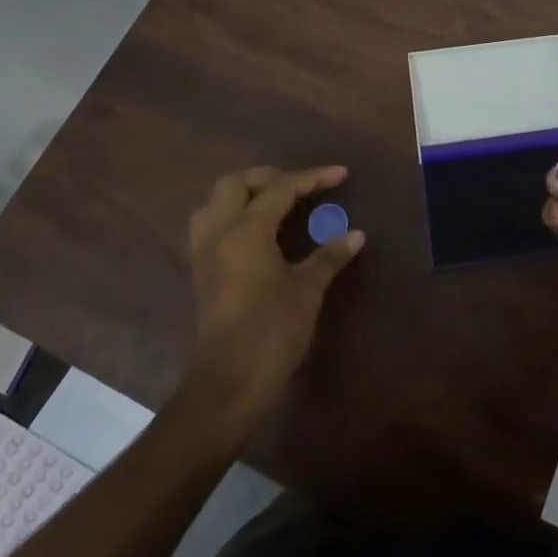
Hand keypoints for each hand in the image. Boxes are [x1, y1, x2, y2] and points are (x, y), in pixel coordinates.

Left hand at [189, 165, 364, 420]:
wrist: (229, 382)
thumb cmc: (272, 331)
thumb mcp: (307, 290)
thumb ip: (329, 256)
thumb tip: (356, 234)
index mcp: (246, 231)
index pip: (280, 188)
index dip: (312, 178)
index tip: (340, 174)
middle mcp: (219, 232)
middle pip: (236, 184)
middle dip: (269, 177)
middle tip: (301, 186)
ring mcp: (204, 252)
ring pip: (215, 202)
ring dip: (244, 194)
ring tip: (275, 202)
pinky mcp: (201, 272)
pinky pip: (210, 225)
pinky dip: (232, 215)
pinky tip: (256, 230)